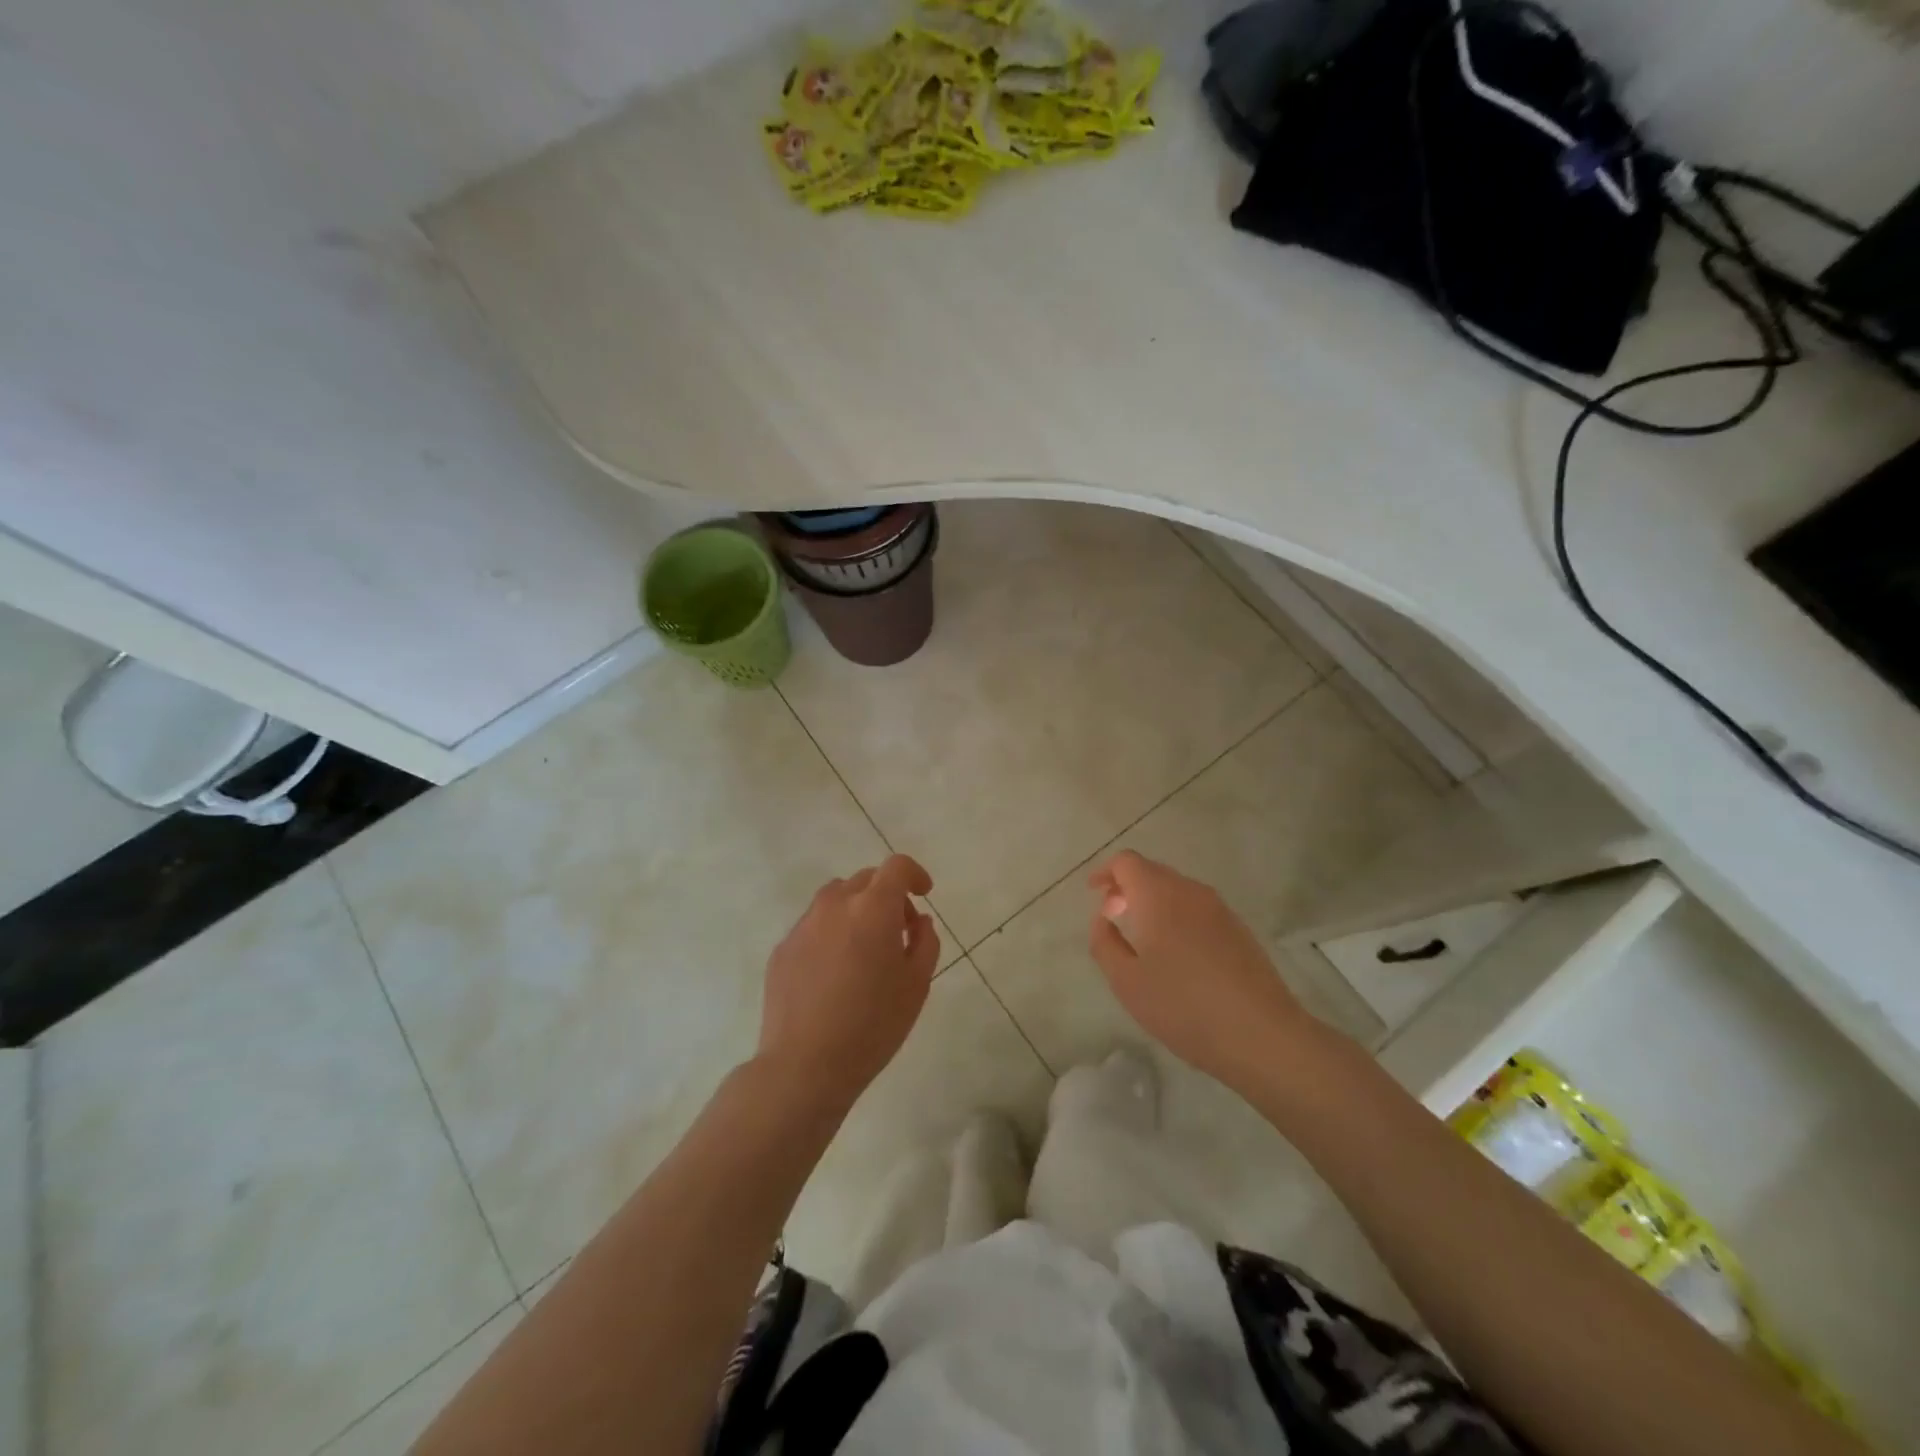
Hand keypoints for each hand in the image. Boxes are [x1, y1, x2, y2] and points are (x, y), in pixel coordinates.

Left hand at [758, 855, 939, 1112]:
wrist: (804, 1066)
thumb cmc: (872, 1026)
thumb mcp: (917, 985)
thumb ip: (925, 942)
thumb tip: (918, 921)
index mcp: (872, 908)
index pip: (896, 867)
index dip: (914, 874)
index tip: (923, 894)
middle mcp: (835, 905)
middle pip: (865, 880)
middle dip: (887, 896)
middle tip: (899, 932)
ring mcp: (803, 926)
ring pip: (835, 900)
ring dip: (856, 911)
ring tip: (864, 951)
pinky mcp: (782, 949)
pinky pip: (813, 927)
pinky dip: (831, 935)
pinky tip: (834, 975)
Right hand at [1087, 850, 1314, 1091]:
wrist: (1261, 1035)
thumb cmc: (1183, 1006)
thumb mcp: (1126, 981)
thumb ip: (1104, 943)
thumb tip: (1102, 918)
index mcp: (1158, 895)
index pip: (1127, 862)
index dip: (1105, 872)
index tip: (1093, 894)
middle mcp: (1190, 891)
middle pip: (1153, 871)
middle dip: (1128, 887)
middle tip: (1112, 916)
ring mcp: (1220, 909)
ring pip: (1177, 890)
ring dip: (1153, 902)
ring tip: (1142, 936)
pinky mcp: (1239, 929)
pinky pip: (1197, 909)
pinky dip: (1177, 916)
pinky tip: (1177, 953)